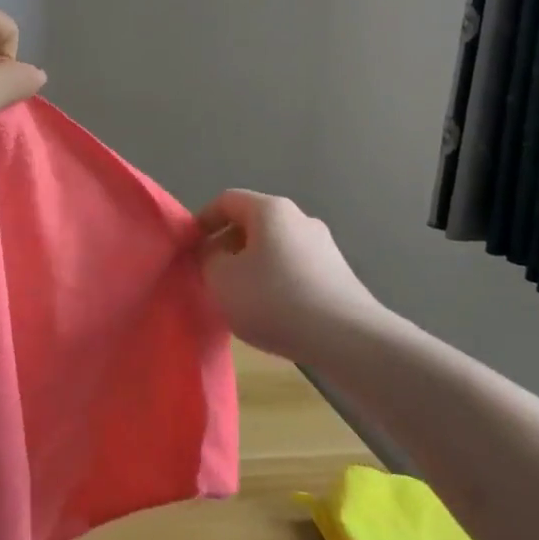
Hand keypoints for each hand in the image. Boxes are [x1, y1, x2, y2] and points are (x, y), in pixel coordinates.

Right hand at [196, 190, 380, 359]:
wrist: (348, 339)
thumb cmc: (275, 299)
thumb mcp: (221, 279)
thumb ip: (207, 259)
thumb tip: (214, 253)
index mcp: (270, 210)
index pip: (226, 201)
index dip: (203, 220)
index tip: (190, 249)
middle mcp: (300, 218)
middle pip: (252, 223)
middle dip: (227, 246)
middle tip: (211, 275)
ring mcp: (324, 246)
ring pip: (274, 248)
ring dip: (251, 266)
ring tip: (240, 298)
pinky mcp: (338, 274)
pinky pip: (295, 268)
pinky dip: (276, 282)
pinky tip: (272, 312)